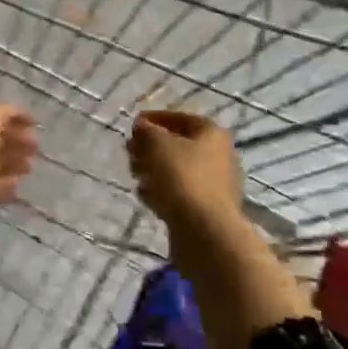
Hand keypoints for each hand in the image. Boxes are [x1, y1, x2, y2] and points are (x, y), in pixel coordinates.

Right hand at [128, 110, 242, 229]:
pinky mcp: (204, 209)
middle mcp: (217, 156)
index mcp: (211, 134)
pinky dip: (160, 190)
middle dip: (150, 146)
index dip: (154, 118)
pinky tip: (145, 195)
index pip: (180, 118)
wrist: (205, 230)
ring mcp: (212, 185)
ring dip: (152, 169)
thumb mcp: (157, 144)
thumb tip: (142, 126)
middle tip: (129, 151)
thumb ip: (146, 131)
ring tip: (134, 175)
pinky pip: (178, 192)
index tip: (133, 125)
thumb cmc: (182, 177)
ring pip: (176, 170)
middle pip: (178, 145)